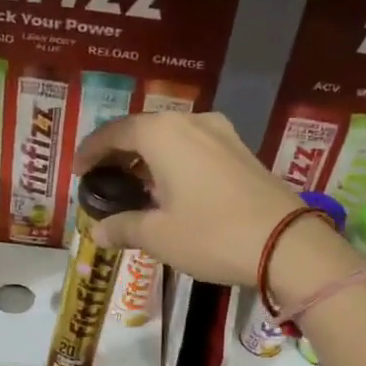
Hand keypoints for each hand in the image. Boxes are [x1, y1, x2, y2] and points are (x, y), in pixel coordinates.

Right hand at [73, 111, 357, 306]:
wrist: (287, 244)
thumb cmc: (212, 235)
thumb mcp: (159, 236)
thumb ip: (123, 227)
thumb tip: (97, 232)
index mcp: (163, 134)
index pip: (114, 132)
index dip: (91, 151)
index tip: (77, 172)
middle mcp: (191, 122)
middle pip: (143, 130)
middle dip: (119, 153)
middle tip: (103, 178)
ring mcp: (221, 133)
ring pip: (171, 138)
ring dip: (148, 157)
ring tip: (134, 186)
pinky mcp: (241, 150)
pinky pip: (194, 147)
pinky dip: (173, 162)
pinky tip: (170, 188)